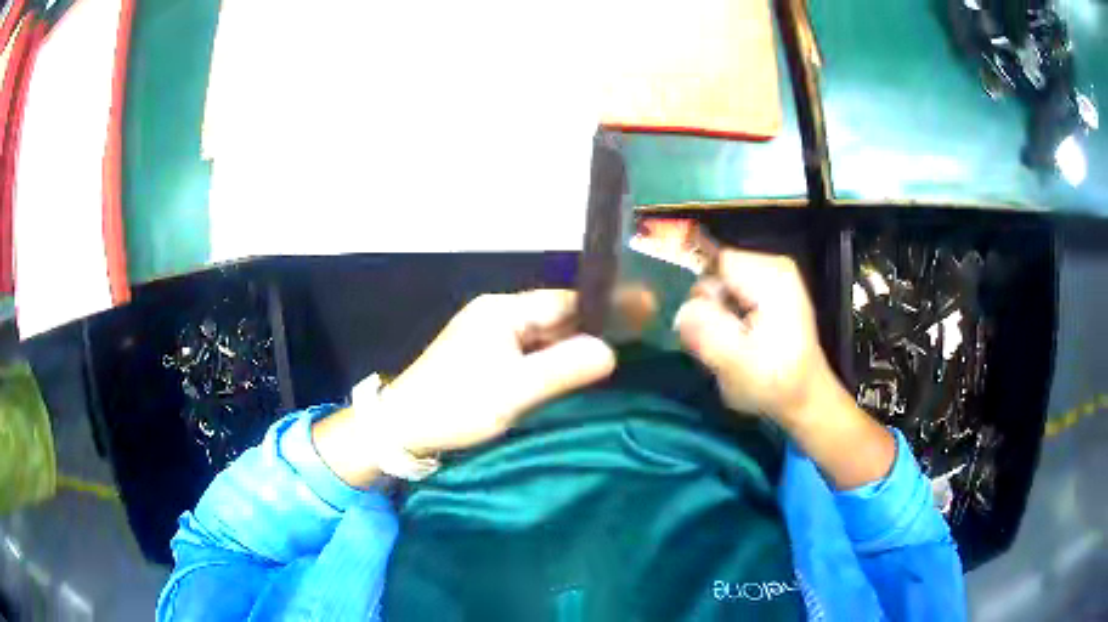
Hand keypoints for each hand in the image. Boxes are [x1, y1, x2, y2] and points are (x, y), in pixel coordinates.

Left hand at [374, 290, 615, 455]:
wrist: (402, 428)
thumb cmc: (457, 405)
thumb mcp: (515, 390)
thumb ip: (564, 368)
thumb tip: (611, 351)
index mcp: (502, 310)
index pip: (564, 301)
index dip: (599, 312)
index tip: (635, 326)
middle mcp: (496, 315)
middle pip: (553, 318)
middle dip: (586, 334)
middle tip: (628, 350)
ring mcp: (487, 336)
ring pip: (540, 338)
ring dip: (567, 351)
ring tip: (607, 366)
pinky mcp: (482, 359)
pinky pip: (525, 354)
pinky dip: (547, 364)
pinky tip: (566, 378)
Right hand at [674, 249, 894, 488]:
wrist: (805, 399)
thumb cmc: (774, 384)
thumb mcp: (734, 363)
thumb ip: (705, 331)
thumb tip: (680, 310)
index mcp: (770, 274)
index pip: (712, 263)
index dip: (700, 294)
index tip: (703, 327)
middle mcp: (772, 265)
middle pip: (715, 272)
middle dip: (708, 306)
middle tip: (718, 344)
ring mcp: (773, 275)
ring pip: (719, 285)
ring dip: (716, 315)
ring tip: (729, 345)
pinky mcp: (770, 290)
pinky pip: (730, 293)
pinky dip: (727, 316)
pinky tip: (736, 339)